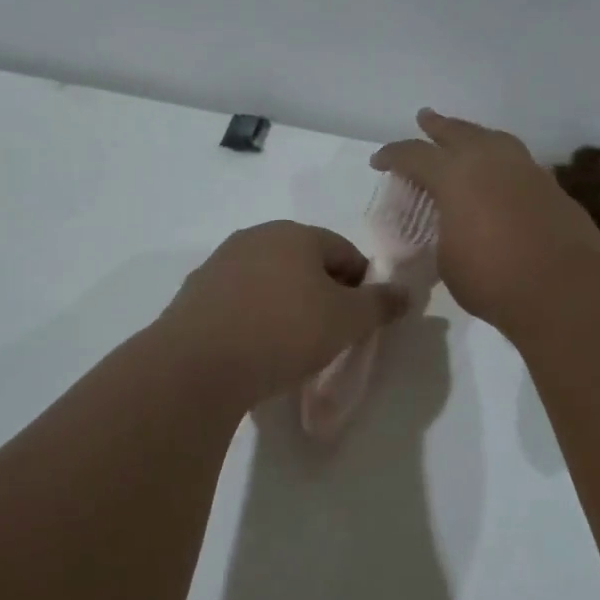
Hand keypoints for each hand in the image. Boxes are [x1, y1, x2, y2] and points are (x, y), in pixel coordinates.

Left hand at [159, 222, 406, 403]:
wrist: (198, 365)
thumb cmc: (283, 332)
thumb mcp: (346, 321)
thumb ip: (380, 304)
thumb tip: (405, 294)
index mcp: (294, 234)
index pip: (344, 251)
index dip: (362, 284)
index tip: (362, 320)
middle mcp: (254, 238)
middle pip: (305, 263)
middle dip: (323, 294)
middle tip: (331, 334)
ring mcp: (219, 264)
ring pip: (270, 282)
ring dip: (287, 306)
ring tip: (292, 346)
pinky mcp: (194, 295)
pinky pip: (240, 302)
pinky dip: (255, 319)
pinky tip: (256, 349)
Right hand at [372, 109, 599, 335]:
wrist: (563, 288)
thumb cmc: (492, 278)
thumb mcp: (447, 259)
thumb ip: (443, 233)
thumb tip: (452, 226)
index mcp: (454, 176)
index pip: (414, 155)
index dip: (393, 156)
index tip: (379, 162)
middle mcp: (490, 161)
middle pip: (458, 132)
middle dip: (437, 126)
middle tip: (425, 119)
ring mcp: (526, 170)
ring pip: (494, 139)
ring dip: (474, 136)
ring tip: (466, 139)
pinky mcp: (551, 187)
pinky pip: (517, 163)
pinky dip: (501, 162)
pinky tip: (498, 176)